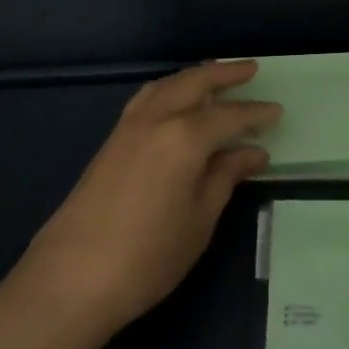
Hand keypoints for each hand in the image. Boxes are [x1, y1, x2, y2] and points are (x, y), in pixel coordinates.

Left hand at [0, 62, 277, 348]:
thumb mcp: (199, 221)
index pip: (229, 116)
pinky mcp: (110, 141)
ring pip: (167, 85)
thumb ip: (225, 178)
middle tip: (250, 69)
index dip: (255, 114)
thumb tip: (252, 152)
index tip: (277, 111)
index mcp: (185, 137)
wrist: (71, 279)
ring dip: (194, 76)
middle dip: (224, 73)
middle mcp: (156, 119)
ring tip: (215, 77)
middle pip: (194, 82)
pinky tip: (175, 102)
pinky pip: (147, 98)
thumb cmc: (148, 257)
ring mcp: (128, 127)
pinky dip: (168, 89)